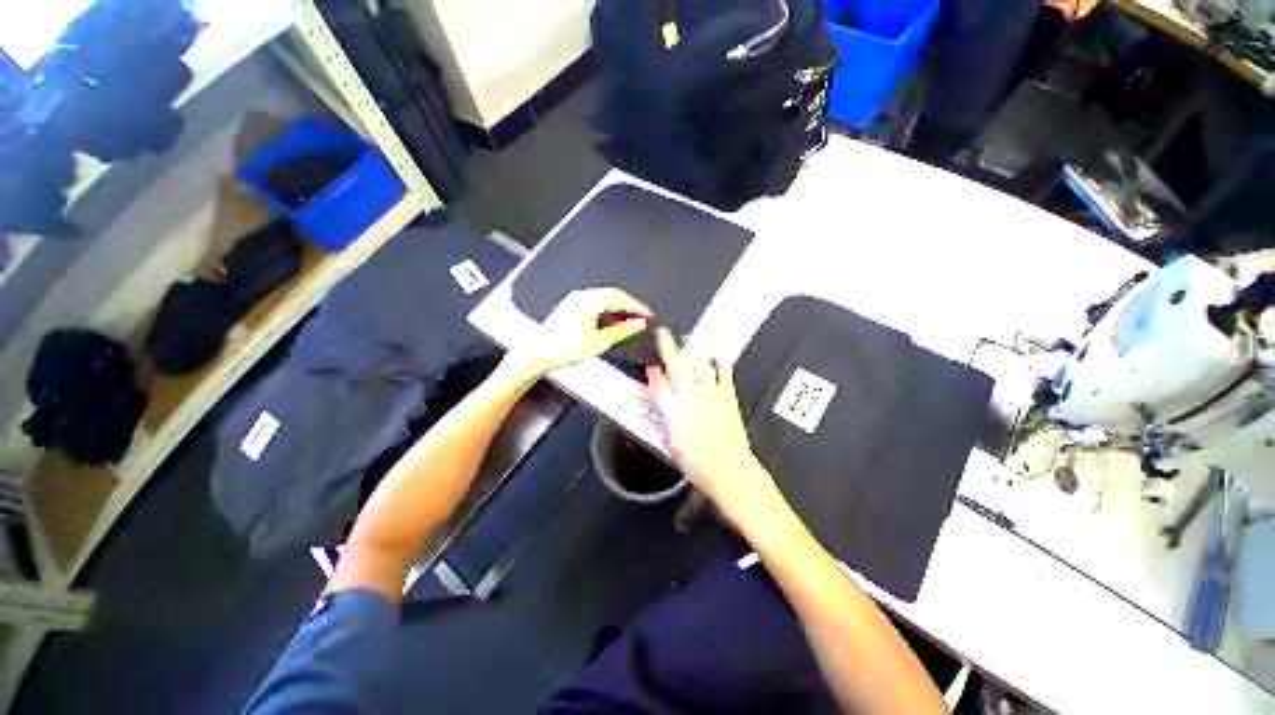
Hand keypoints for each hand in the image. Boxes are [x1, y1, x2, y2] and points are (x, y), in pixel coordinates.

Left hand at [507, 287, 650, 378]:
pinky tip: (611, 320)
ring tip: (630, 319)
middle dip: (629, 305)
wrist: (537, 353)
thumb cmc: (567, 348)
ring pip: (603, 298)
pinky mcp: (570, 306)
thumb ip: (622, 330)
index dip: (637, 306)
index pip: (620, 298)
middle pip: (612, 295)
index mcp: (590, 300)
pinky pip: (594, 303)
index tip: (649, 314)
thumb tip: (639, 323)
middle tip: (642, 316)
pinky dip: (607, 310)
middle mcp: (582, 295)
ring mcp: (575, 300)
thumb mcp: (599, 342)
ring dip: (618, 307)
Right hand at [646, 329, 780, 522]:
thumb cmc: (695, 462)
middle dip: (668, 346)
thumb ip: (664, 418)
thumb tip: (662, 403)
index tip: (650, 364)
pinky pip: (723, 373)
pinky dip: (719, 363)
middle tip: (663, 333)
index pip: (657, 383)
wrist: (728, 469)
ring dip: (693, 352)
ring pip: (699, 364)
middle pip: (676, 365)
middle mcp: (689, 396)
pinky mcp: (727, 396)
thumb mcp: (670, 442)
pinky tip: (716, 358)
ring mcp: (710, 393)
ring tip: (689, 343)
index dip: (652, 371)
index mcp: (672, 410)